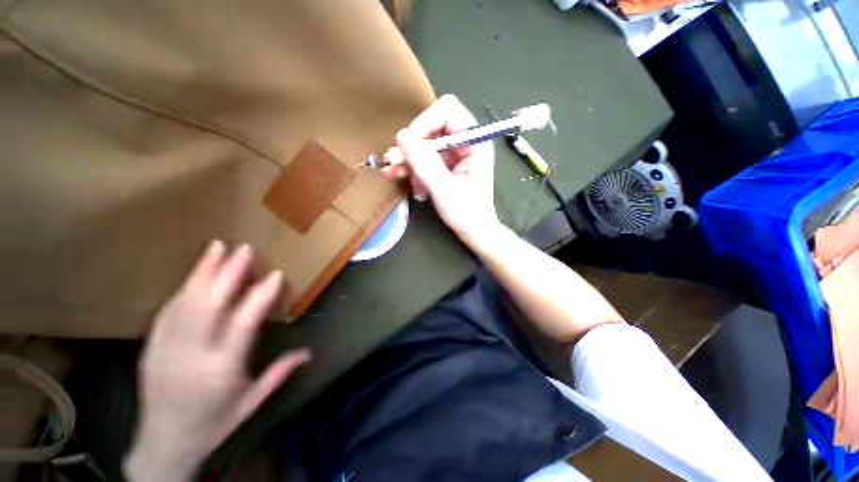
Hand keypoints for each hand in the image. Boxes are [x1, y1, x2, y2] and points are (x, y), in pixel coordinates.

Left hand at [124, 241, 309, 480]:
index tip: (276, 274)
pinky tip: (194, 275)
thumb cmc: (213, 424)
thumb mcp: (251, 403)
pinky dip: (183, 289)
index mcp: (221, 369)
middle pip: (209, 306)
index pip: (243, 324)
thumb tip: (308, 352)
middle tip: (243, 249)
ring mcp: (167, 349)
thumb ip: (279, 374)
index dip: (260, 296)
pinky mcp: (151, 347)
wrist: (163, 445)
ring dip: (202, 273)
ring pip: (185, 303)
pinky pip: (168, 312)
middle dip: (227, 273)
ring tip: (216, 248)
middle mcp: (192, 355)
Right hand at [383, 94, 499, 242]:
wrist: (474, 232)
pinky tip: (398, 177)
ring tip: (397, 175)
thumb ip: (425, 164)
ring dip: (409, 159)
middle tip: (400, 163)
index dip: (425, 122)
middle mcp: (465, 142)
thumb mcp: (445, 190)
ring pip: (424, 143)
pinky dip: (411, 167)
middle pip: (432, 126)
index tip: (409, 144)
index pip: (448, 110)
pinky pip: (424, 158)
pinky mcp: (445, 165)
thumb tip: (401, 137)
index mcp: (474, 142)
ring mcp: (454, 154)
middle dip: (414, 146)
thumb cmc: (467, 214)